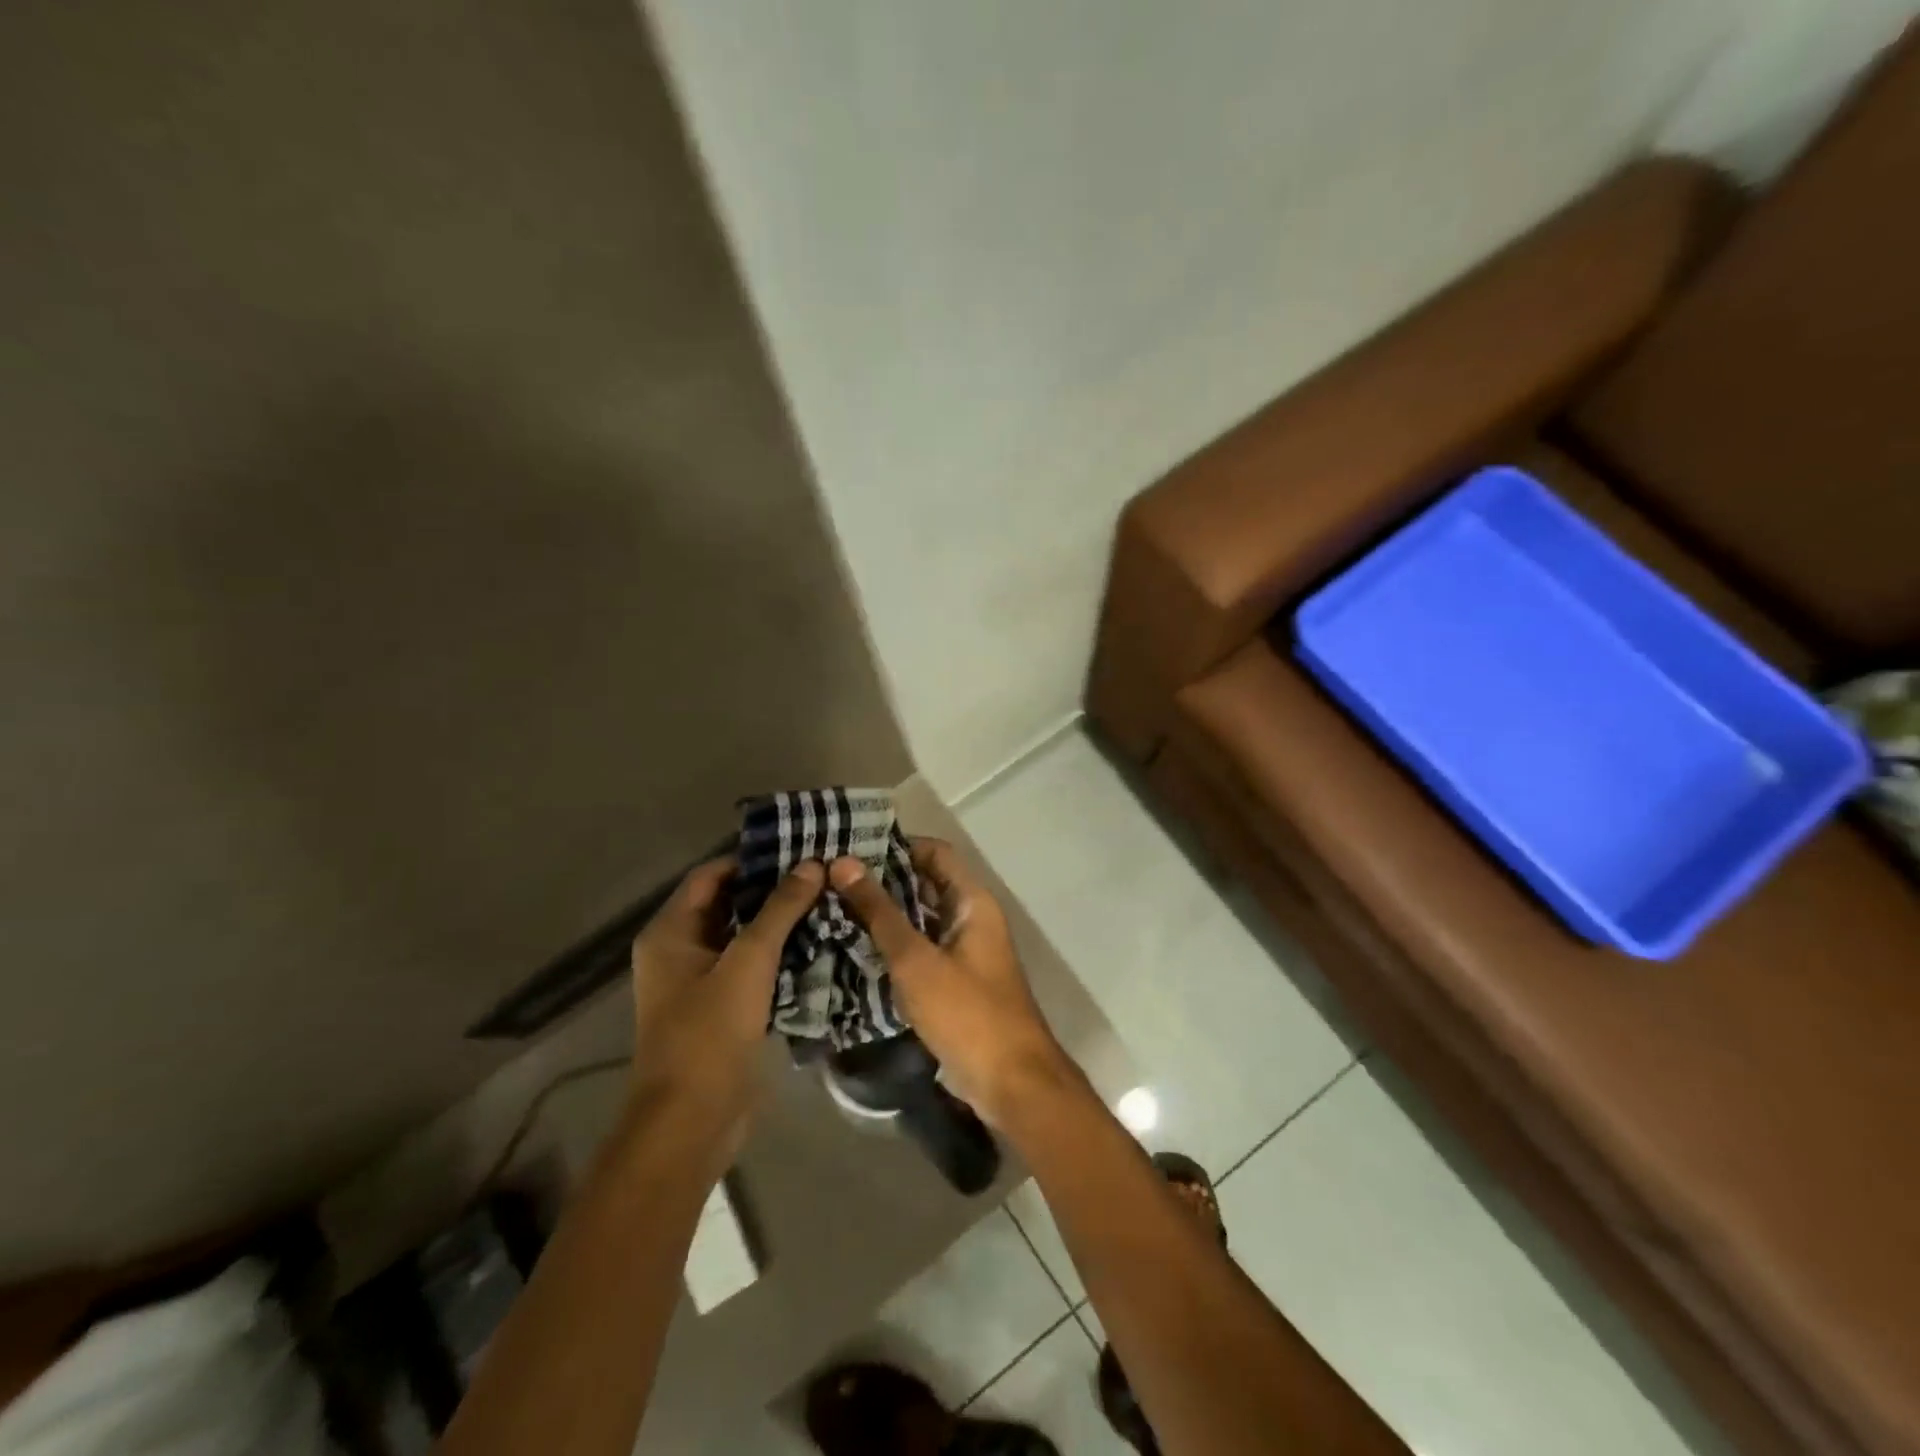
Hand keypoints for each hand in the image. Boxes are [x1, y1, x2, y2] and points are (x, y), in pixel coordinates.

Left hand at [626, 857, 823, 1166]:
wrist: (691, 1123)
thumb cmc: (709, 1034)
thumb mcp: (748, 963)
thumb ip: (780, 910)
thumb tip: (812, 864)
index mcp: (671, 932)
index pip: (712, 875)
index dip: (753, 860)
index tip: (799, 849)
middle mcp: (680, 950)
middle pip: (729, 904)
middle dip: (773, 890)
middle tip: (822, 874)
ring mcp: (701, 981)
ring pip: (744, 937)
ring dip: (780, 922)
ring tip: (828, 901)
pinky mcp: (721, 1008)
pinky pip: (751, 967)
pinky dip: (779, 954)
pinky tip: (819, 943)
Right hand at [827, 841, 1072, 1127]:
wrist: (1010, 1082)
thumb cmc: (967, 1012)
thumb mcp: (916, 960)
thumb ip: (879, 912)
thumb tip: (842, 862)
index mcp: (972, 902)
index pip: (935, 853)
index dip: (897, 846)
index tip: (851, 848)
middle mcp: (971, 918)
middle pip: (926, 884)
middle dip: (883, 881)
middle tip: (831, 879)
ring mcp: (964, 951)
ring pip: (920, 919)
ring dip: (885, 914)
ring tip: (833, 907)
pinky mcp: (954, 981)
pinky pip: (921, 949)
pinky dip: (894, 944)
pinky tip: (854, 948)